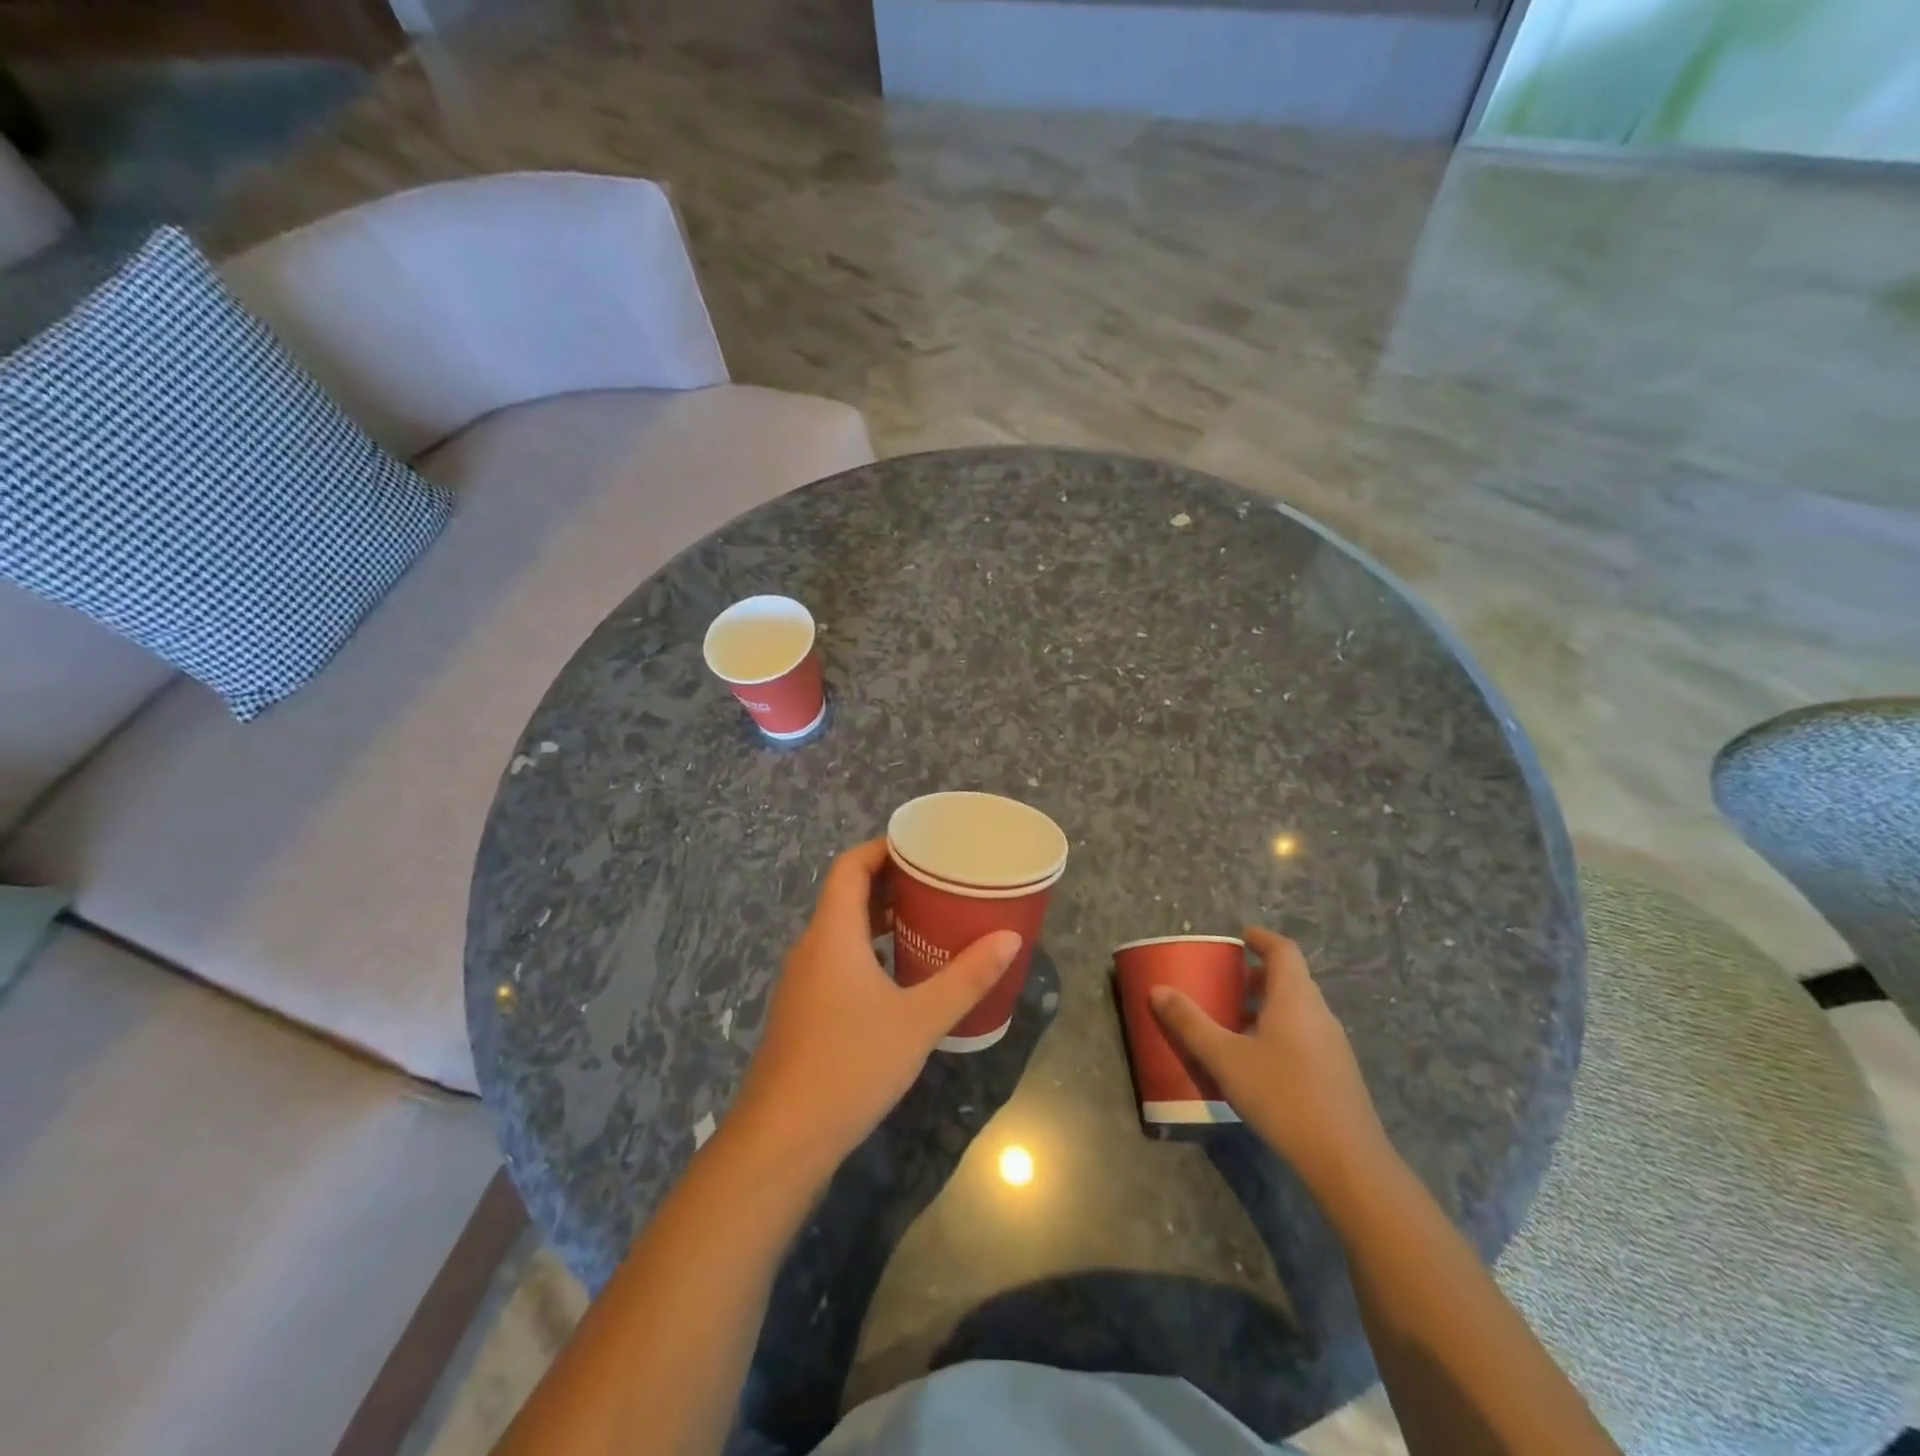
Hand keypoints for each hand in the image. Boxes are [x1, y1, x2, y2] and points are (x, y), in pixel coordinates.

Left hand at [728, 839, 1020, 1173]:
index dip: (882, 848)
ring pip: (842, 931)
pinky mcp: (803, 1013)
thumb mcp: (918, 1020)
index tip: (922, 846)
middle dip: (890, 883)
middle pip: (846, 895)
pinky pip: (837, 961)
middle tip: (938, 882)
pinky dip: (869, 952)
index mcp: (832, 933)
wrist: (781, 1140)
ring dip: (880, 920)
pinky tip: (901, 978)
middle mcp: (811, 948)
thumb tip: (1009, 938)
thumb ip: (966, 978)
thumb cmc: (850, 1065)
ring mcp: (802, 982)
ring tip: (927, 922)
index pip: (849, 866)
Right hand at [1151, 927, 1390, 1192]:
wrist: (1346, 1160)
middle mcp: (1318, 1012)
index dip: (1261, 938)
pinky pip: (1304, 1034)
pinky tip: (1255, 1059)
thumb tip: (1158, 990)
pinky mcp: (1336, 1072)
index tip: (1237, 937)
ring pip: (1297, 1008)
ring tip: (1232, 1019)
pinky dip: (1278, 1030)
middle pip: (1290, 978)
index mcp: (1294, 997)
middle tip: (1224, 980)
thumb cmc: (1282, 1095)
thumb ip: (1190, 1023)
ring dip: (1266, 1004)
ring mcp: (1332, 1044)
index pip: (1283, 950)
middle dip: (1256, 974)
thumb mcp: (1225, 1058)